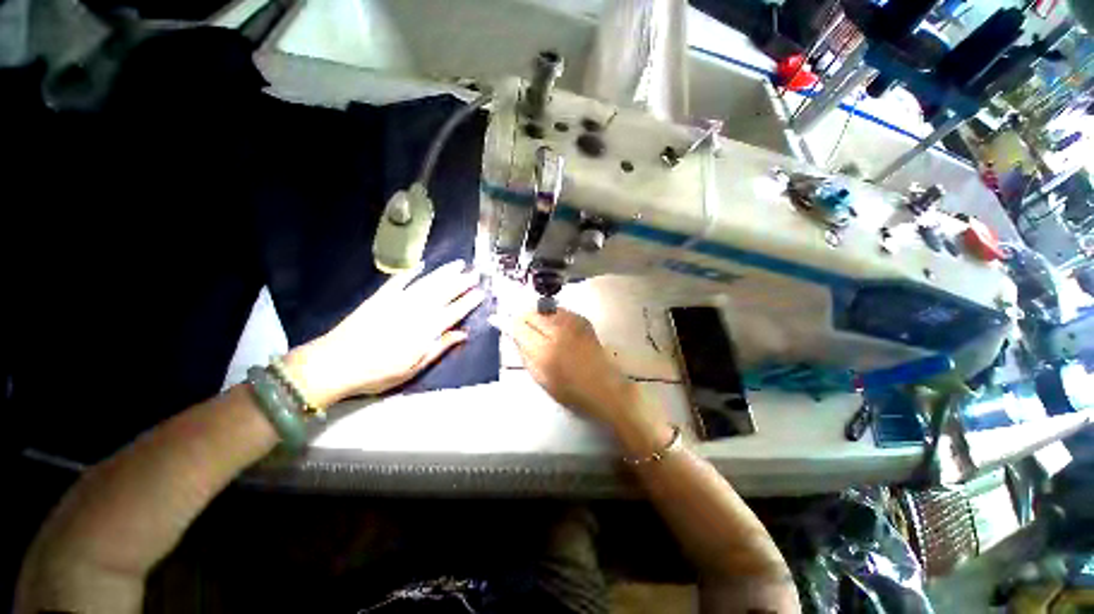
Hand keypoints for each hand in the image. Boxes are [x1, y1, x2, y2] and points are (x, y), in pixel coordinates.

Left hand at [284, 260, 485, 406]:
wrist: (335, 364)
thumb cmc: (378, 372)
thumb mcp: (414, 367)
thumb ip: (439, 347)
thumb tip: (463, 334)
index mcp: (426, 329)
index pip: (454, 311)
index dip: (469, 302)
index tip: (481, 292)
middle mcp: (416, 311)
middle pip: (444, 293)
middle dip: (462, 282)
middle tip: (475, 272)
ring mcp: (397, 301)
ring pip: (427, 283)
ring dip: (444, 273)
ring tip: (458, 264)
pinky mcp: (380, 297)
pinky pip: (399, 280)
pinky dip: (411, 271)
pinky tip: (422, 265)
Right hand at [508, 309, 638, 428]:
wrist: (603, 386)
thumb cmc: (569, 390)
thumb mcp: (540, 377)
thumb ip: (524, 353)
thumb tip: (513, 334)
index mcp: (544, 350)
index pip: (519, 327)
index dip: (507, 322)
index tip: (498, 319)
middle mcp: (557, 331)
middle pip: (531, 313)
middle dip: (522, 317)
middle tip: (520, 325)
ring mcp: (572, 322)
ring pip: (545, 309)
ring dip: (537, 316)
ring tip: (538, 327)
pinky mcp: (582, 319)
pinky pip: (559, 311)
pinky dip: (552, 316)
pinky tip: (554, 327)